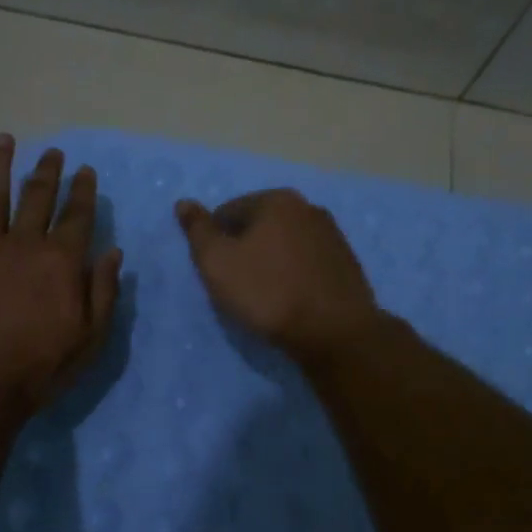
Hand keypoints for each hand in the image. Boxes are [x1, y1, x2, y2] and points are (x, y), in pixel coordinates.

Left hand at [0, 135, 121, 415]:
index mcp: (60, 260)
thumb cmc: (39, 367)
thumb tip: (113, 252)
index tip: (84, 170)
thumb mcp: (90, 338)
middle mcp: (22, 243)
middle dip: (47, 171)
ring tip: (4, 140)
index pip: (76, 214)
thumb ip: (104, 291)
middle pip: (36, 197)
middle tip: (52, 152)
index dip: (82, 190)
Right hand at [175, 188, 381, 365]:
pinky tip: (292, 299)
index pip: (228, 212)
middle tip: (238, 286)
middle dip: (244, 249)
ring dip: (270, 262)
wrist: (335, 332)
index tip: (218, 273)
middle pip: (259, 225)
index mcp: (276, 200)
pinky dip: (294, 274)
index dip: (215, 242)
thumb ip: (198, 230)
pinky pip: (307, 262)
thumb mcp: (218, 262)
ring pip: (285, 243)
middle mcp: (307, 207)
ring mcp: (332, 234)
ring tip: (265, 296)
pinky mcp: (347, 262)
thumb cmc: (268, 292)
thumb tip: (184, 202)